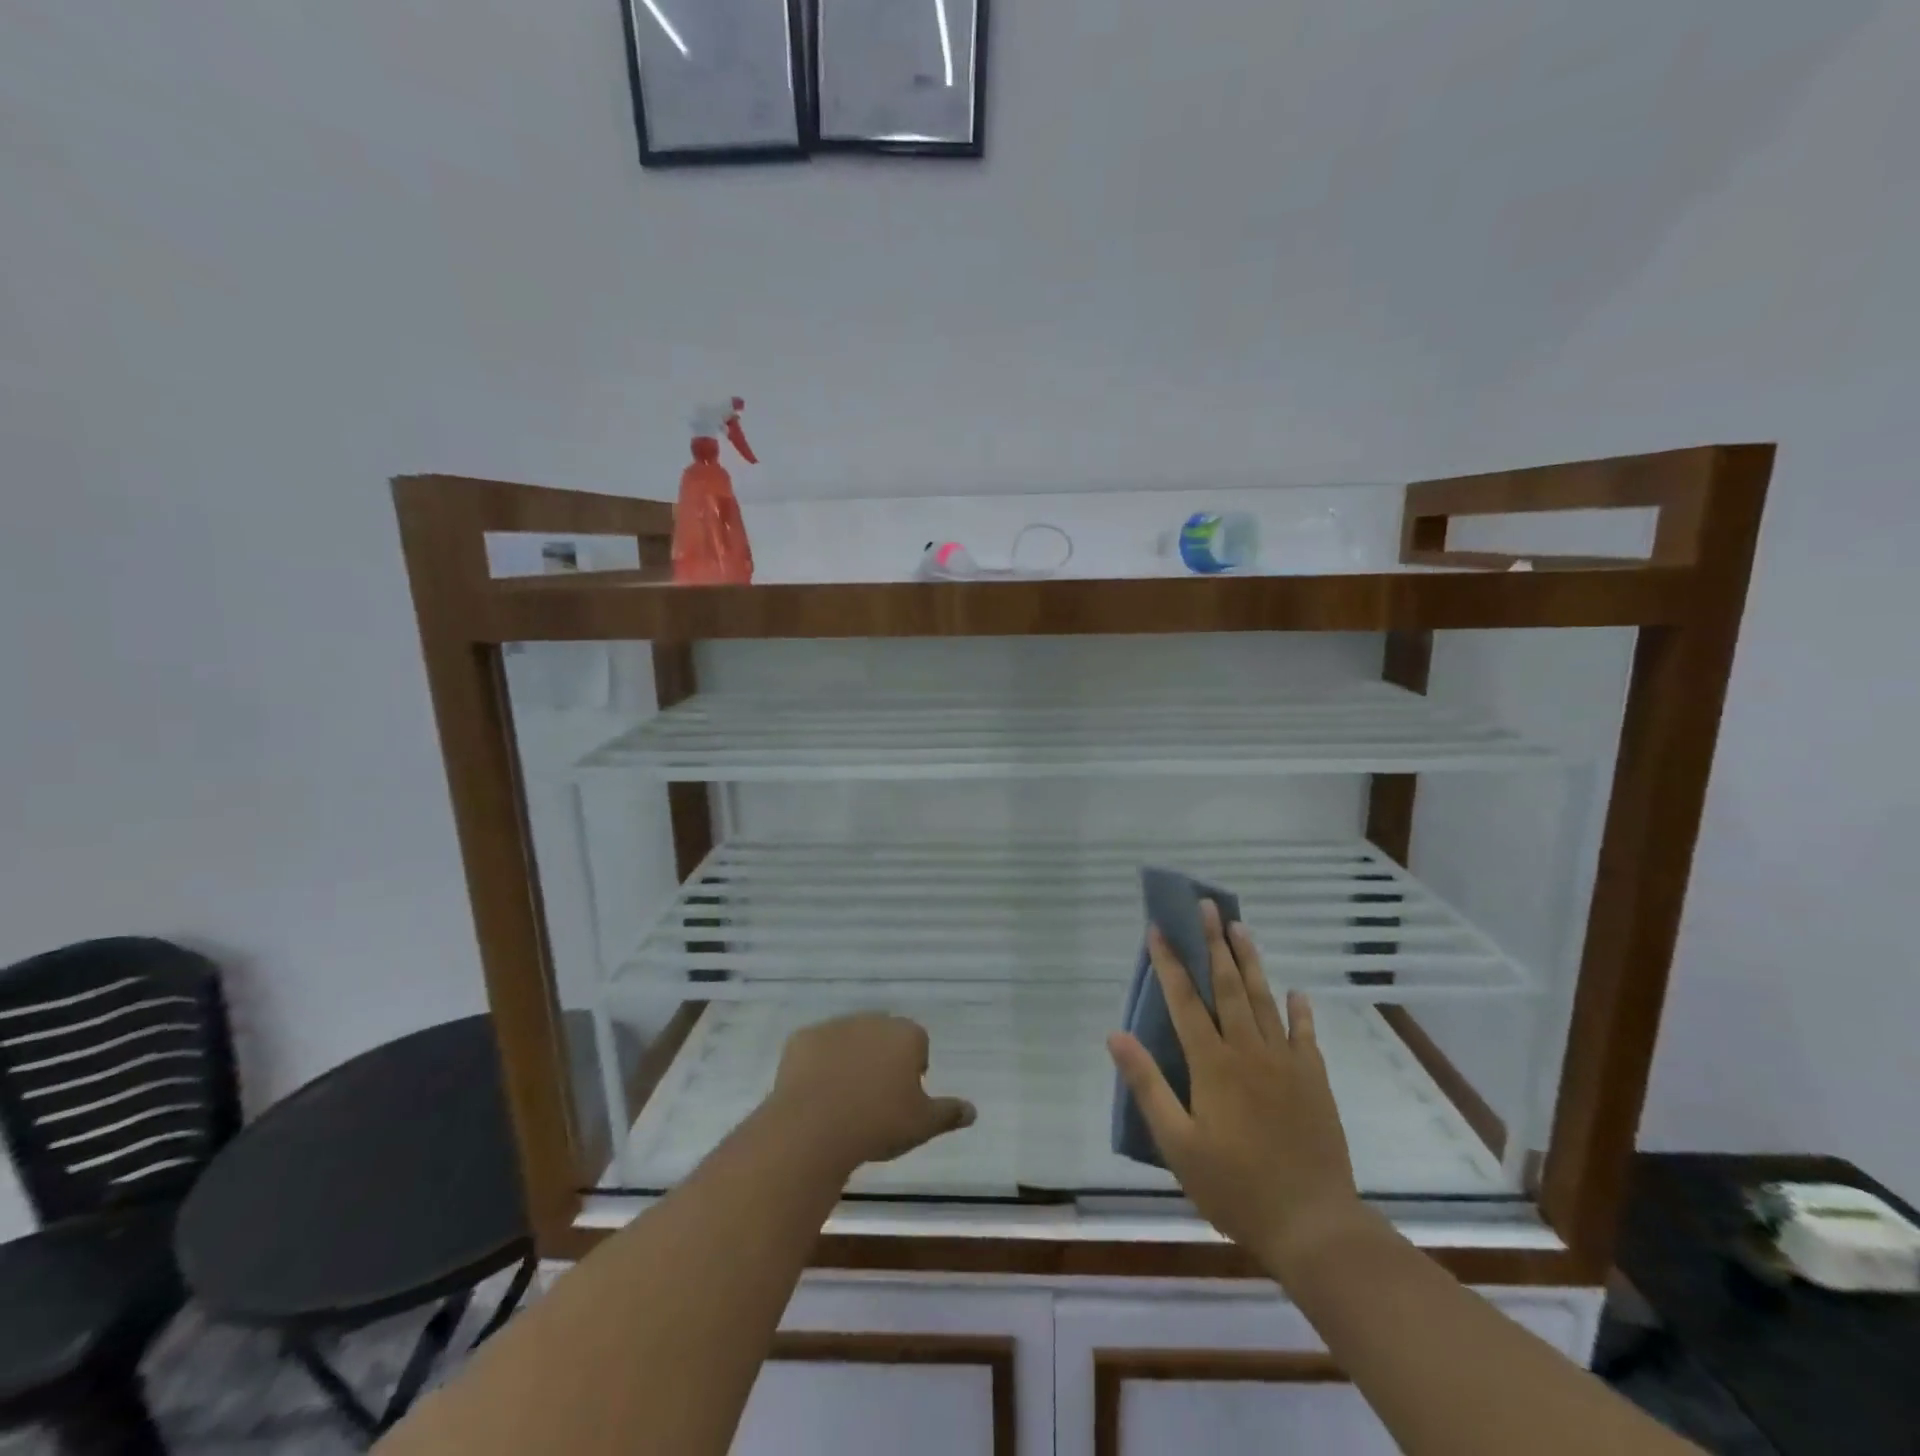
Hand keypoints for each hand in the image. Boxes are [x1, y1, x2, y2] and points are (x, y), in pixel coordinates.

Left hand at [767, 1013, 976, 1175]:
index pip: (917, 1043)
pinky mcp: (802, 1039)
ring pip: (848, 1039)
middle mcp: (872, 1021)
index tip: (904, 1098)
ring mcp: (834, 1026)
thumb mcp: (923, 1124)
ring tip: (843, 1100)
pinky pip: (815, 1049)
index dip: (913, 1069)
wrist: (814, 1127)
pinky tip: (815, 1095)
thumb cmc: (878, 1123)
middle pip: (882, 1036)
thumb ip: (949, 1113)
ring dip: (850, 1059)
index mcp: (905, 1035)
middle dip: (881, 1059)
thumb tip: (972, 1111)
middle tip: (874, 1099)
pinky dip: (817, 1065)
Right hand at [1108, 902, 1362, 1278]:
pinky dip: (1299, 1010)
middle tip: (1207, 906)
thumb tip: (1115, 1035)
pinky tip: (1296, 992)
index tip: (1158, 928)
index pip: (1183, 1001)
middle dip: (1213, 942)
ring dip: (1250, 961)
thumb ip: (1147, 1085)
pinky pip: (1305, 1035)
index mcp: (1212, 1064)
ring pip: (1263, 999)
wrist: (1313, 1225)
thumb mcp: (1177, 1144)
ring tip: (1239, 927)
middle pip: (1227, 985)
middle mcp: (1248, 1051)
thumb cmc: (1235, 1187)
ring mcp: (1285, 1062)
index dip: (1169, 962)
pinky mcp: (1313, 1080)